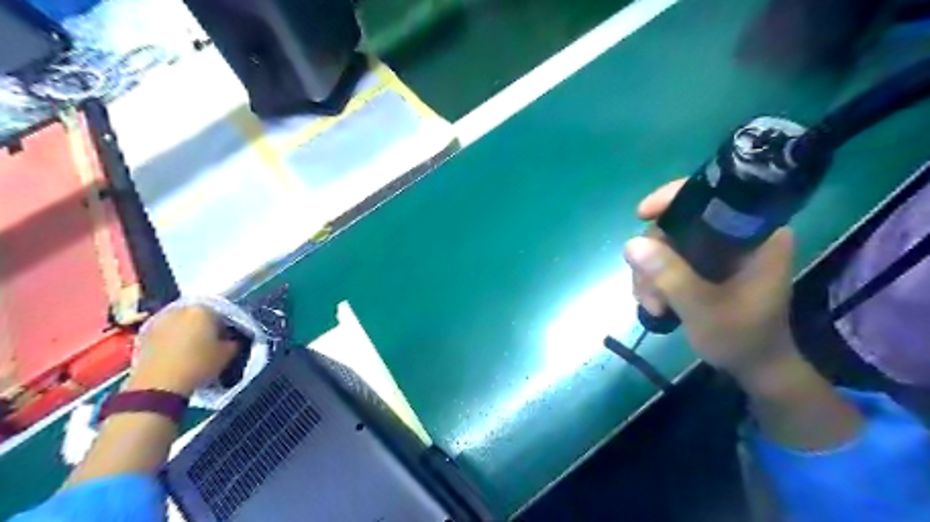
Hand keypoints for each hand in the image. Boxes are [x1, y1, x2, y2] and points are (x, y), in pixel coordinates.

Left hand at [126, 306, 238, 395]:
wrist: (157, 386)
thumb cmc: (198, 365)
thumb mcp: (228, 354)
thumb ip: (234, 341)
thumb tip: (232, 339)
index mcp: (204, 309)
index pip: (223, 314)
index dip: (228, 327)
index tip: (229, 340)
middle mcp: (181, 309)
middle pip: (199, 315)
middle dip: (206, 327)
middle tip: (212, 343)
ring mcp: (159, 320)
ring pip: (181, 322)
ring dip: (188, 332)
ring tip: (194, 349)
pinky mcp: (144, 334)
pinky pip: (166, 332)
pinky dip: (173, 339)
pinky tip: (178, 353)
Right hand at [624, 181, 799, 377]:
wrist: (754, 367)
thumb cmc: (741, 339)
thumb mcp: (704, 310)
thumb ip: (671, 276)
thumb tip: (631, 244)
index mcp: (758, 235)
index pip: (712, 196)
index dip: (672, 199)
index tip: (641, 215)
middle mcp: (738, 234)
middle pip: (678, 222)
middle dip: (654, 256)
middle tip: (648, 293)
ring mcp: (719, 250)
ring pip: (666, 242)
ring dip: (649, 273)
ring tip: (653, 306)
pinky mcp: (705, 264)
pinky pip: (666, 258)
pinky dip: (653, 278)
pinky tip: (654, 302)